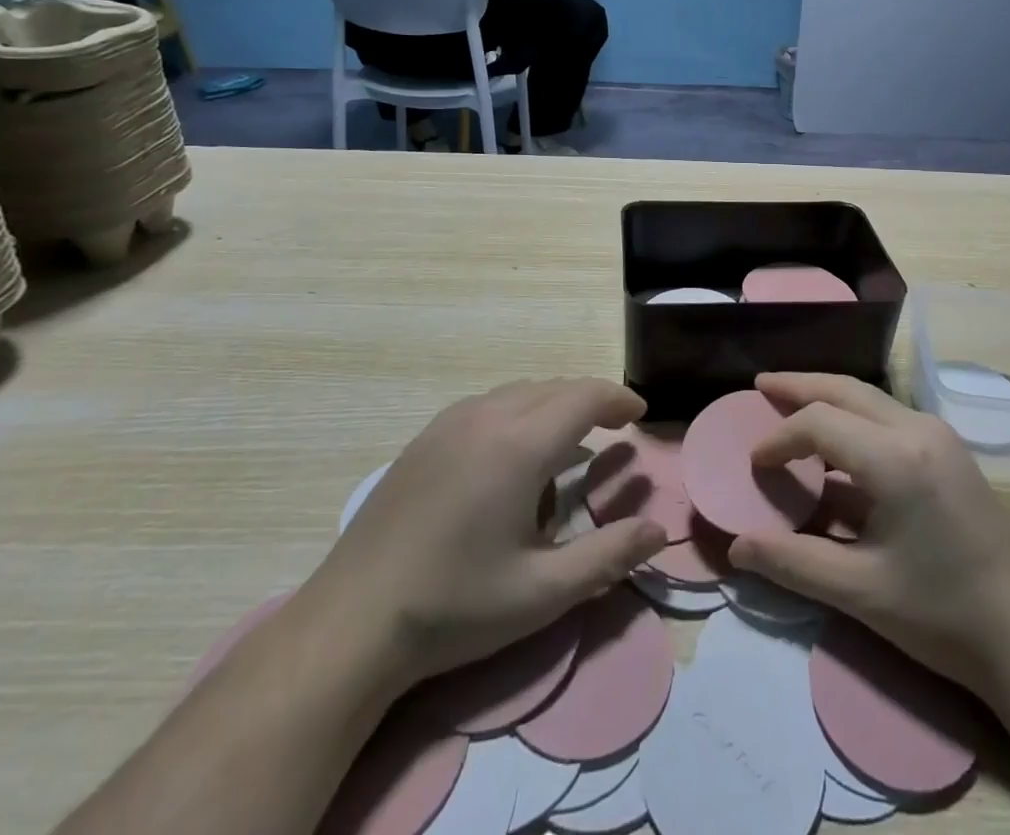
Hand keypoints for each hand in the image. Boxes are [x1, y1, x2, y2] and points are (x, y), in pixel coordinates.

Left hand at [302, 379, 666, 696]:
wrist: (350, 622)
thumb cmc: (454, 607)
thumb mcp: (542, 593)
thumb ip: (608, 557)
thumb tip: (659, 532)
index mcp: (520, 446)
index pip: (584, 398)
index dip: (617, 400)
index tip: (639, 415)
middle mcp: (487, 417)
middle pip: (554, 387)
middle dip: (590, 400)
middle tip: (613, 428)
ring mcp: (450, 422)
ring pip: (520, 391)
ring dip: (554, 403)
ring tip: (570, 437)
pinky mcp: (425, 437)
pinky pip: (488, 404)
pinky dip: (519, 410)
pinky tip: (514, 449)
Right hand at [729, 373, 1009, 708]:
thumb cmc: (943, 615)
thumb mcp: (860, 593)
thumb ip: (793, 563)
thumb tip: (737, 547)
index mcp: (895, 458)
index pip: (820, 423)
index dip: (780, 438)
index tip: (754, 463)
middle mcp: (918, 429)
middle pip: (846, 389)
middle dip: (800, 386)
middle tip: (761, 384)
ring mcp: (940, 436)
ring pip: (870, 398)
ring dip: (828, 396)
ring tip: (791, 401)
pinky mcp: (950, 452)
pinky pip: (889, 416)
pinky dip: (854, 416)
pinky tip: (839, 439)